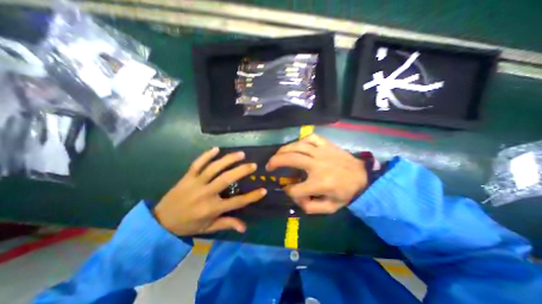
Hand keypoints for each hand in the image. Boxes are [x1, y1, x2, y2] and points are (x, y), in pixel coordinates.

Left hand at [154, 147, 265, 234]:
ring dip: (228, 160)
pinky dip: (206, 155)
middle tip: (253, 165)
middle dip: (241, 171)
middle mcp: (205, 194)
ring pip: (213, 168)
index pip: (236, 202)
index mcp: (211, 208)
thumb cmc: (188, 225)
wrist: (160, 221)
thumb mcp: (208, 228)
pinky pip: (197, 163)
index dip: (251, 197)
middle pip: (226, 179)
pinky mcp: (187, 177)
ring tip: (241, 154)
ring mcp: (195, 183)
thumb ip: (227, 224)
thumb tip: (244, 228)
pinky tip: (217, 148)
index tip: (263, 190)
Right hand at [266, 135, 367, 214]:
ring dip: (283, 150)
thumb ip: (310, 207)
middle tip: (269, 165)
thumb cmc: (346, 193)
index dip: (290, 192)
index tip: (291, 191)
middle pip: (291, 159)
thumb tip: (295, 197)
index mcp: (320, 183)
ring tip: (277, 154)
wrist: (364, 177)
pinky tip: (296, 145)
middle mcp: (318, 165)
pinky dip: (300, 140)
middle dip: (275, 162)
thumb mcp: (330, 208)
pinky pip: (310, 138)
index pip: (295, 189)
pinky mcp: (326, 144)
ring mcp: (322, 152)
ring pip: (297, 146)